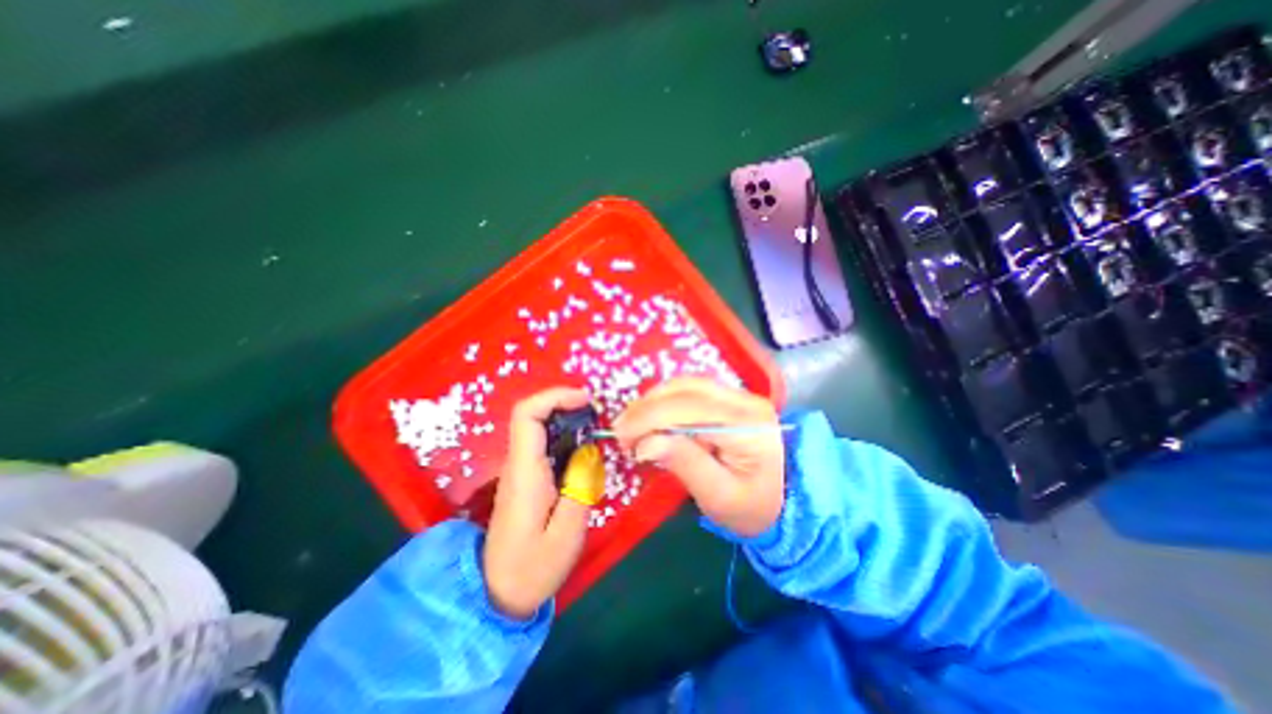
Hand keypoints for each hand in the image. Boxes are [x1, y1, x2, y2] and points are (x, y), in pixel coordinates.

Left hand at [485, 389, 594, 614]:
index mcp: (525, 472)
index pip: (526, 415)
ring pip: (538, 427)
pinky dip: (565, 435)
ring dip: (566, 418)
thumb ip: (580, 487)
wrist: (497, 594)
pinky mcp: (526, 478)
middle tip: (597, 413)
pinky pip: (543, 443)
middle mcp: (518, 464)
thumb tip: (589, 452)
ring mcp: (519, 470)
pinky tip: (584, 448)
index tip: (585, 400)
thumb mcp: (566, 534)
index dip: (554, 397)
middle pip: (531, 415)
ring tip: (596, 427)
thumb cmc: (533, 568)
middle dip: (564, 403)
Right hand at [612, 378, 779, 536]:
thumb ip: (686, 465)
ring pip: (685, 384)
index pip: (691, 408)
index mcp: (748, 425)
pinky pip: (689, 389)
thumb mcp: (719, 497)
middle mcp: (745, 400)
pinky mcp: (728, 397)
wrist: (784, 501)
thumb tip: (647, 443)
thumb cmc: (752, 507)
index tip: (621, 438)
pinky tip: (650, 417)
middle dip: (646, 407)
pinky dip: (663, 401)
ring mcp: (738, 395)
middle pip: (686, 389)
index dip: (650, 418)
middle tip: (620, 431)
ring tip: (631, 425)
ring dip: (652, 401)